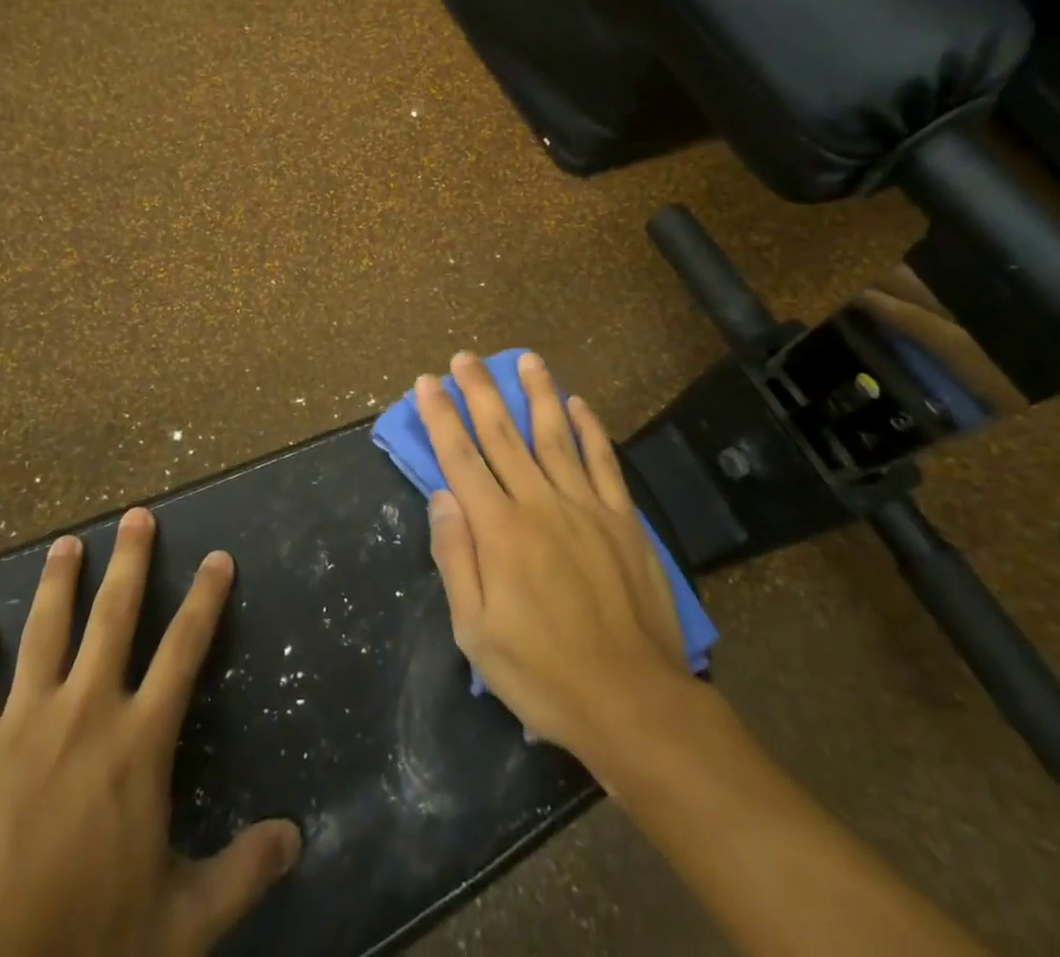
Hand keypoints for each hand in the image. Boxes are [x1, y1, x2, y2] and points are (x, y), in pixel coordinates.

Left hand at [0, 508, 301, 956]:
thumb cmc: (82, 947)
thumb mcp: (178, 923)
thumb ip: (240, 873)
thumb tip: (296, 837)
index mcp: (138, 742)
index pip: (184, 650)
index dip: (205, 599)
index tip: (218, 557)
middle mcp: (84, 712)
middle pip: (112, 618)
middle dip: (128, 562)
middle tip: (136, 516)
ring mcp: (20, 725)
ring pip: (43, 633)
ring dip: (56, 584)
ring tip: (65, 544)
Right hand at [418, 352, 694, 762]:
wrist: (632, 701)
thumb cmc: (542, 673)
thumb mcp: (475, 632)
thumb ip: (455, 557)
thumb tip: (441, 495)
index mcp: (498, 530)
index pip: (460, 458)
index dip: (440, 417)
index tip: (427, 384)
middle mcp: (539, 503)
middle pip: (502, 434)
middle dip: (479, 392)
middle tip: (465, 357)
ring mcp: (585, 506)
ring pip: (555, 435)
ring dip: (537, 393)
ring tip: (525, 359)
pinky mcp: (621, 519)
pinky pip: (602, 461)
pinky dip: (589, 429)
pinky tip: (578, 404)